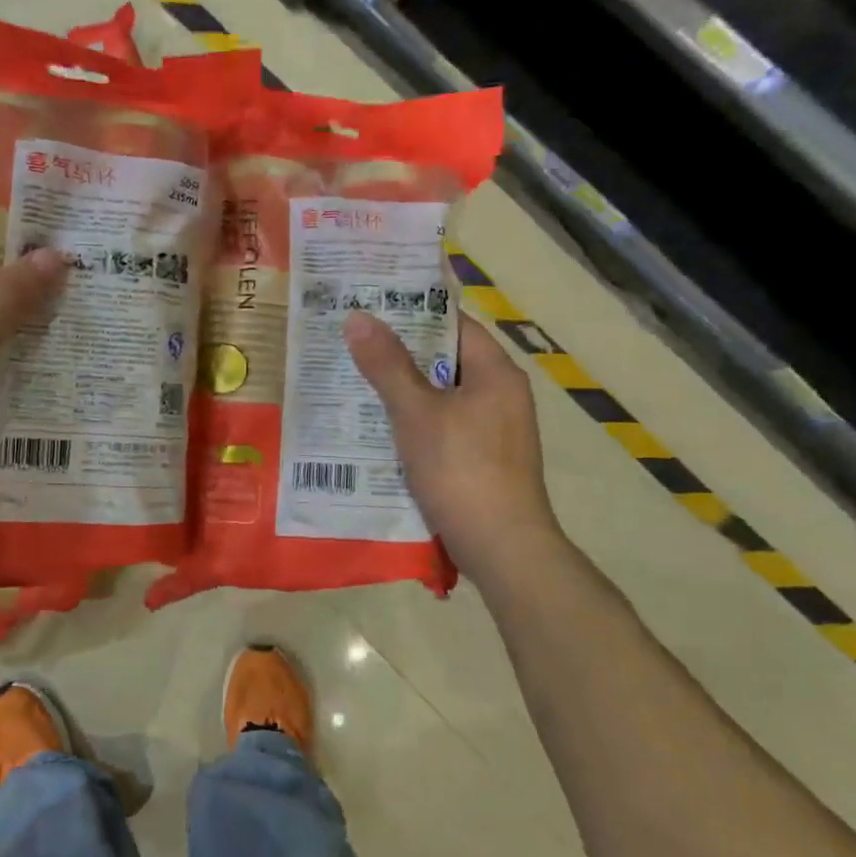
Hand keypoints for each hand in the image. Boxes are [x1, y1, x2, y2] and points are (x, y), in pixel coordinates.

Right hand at [344, 311, 559, 582]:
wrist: (503, 549)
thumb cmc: (461, 470)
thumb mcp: (416, 412)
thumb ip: (388, 365)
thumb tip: (358, 317)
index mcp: (496, 373)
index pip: (454, 324)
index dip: (413, 313)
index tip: (371, 307)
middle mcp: (502, 395)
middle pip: (446, 360)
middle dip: (400, 354)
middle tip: (352, 343)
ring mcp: (495, 430)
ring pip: (443, 397)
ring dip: (405, 391)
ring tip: (355, 382)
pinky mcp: (484, 461)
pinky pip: (445, 427)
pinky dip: (416, 423)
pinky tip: (381, 430)